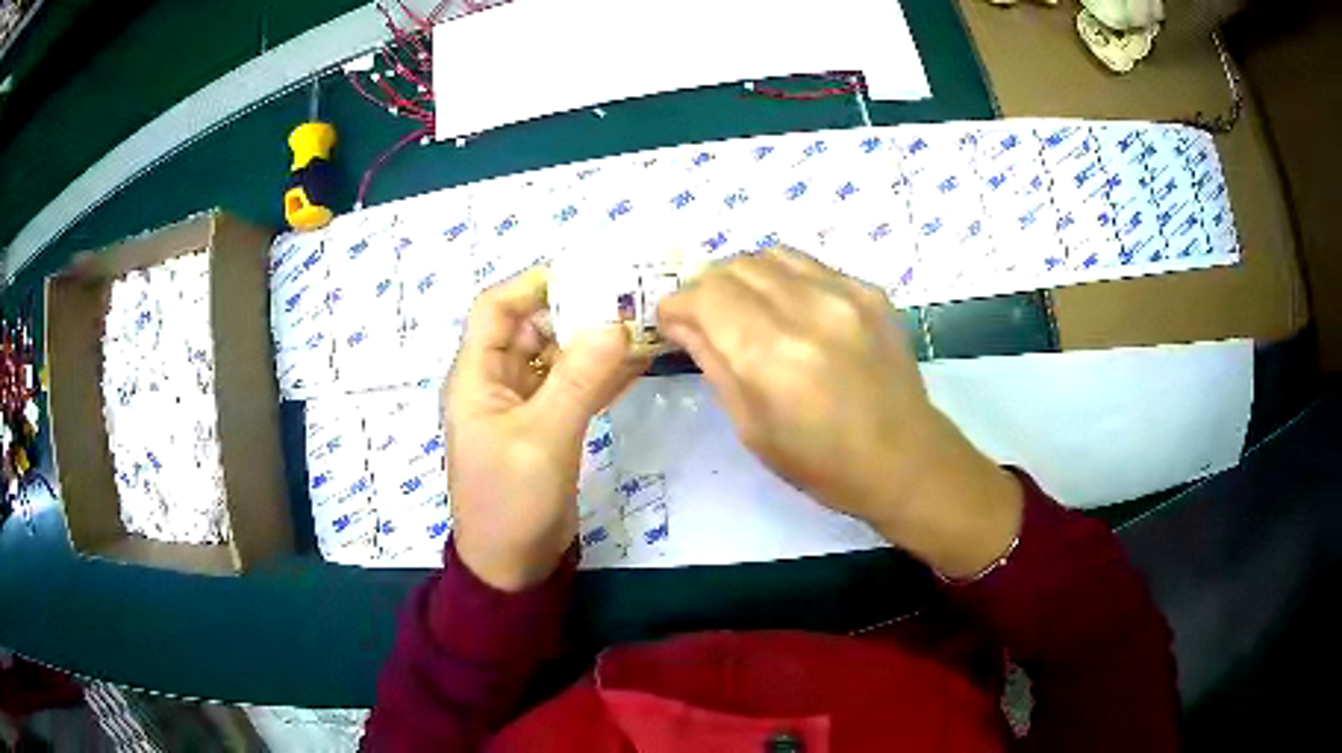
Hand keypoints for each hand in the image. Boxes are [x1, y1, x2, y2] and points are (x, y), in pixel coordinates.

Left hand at [446, 267, 646, 590]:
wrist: (514, 565)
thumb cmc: (512, 502)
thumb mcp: (543, 438)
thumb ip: (578, 379)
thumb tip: (614, 324)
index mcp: (477, 377)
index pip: (496, 309)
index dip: (533, 285)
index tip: (585, 273)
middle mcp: (497, 383)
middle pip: (532, 328)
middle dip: (575, 310)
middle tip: (627, 297)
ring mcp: (524, 406)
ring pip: (557, 357)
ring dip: (593, 343)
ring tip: (641, 322)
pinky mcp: (547, 427)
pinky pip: (572, 388)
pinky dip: (601, 375)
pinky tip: (638, 362)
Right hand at [657, 249, 1021, 578]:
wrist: (904, 459)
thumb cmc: (820, 462)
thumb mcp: (752, 427)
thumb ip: (714, 363)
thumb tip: (683, 322)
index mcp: (771, 354)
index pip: (705, 294)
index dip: (678, 304)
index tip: (671, 322)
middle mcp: (807, 309)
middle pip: (734, 266)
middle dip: (707, 288)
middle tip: (705, 318)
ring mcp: (845, 293)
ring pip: (771, 255)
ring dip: (745, 276)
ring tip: (745, 307)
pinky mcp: (869, 291)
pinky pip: (809, 265)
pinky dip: (785, 279)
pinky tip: (791, 309)